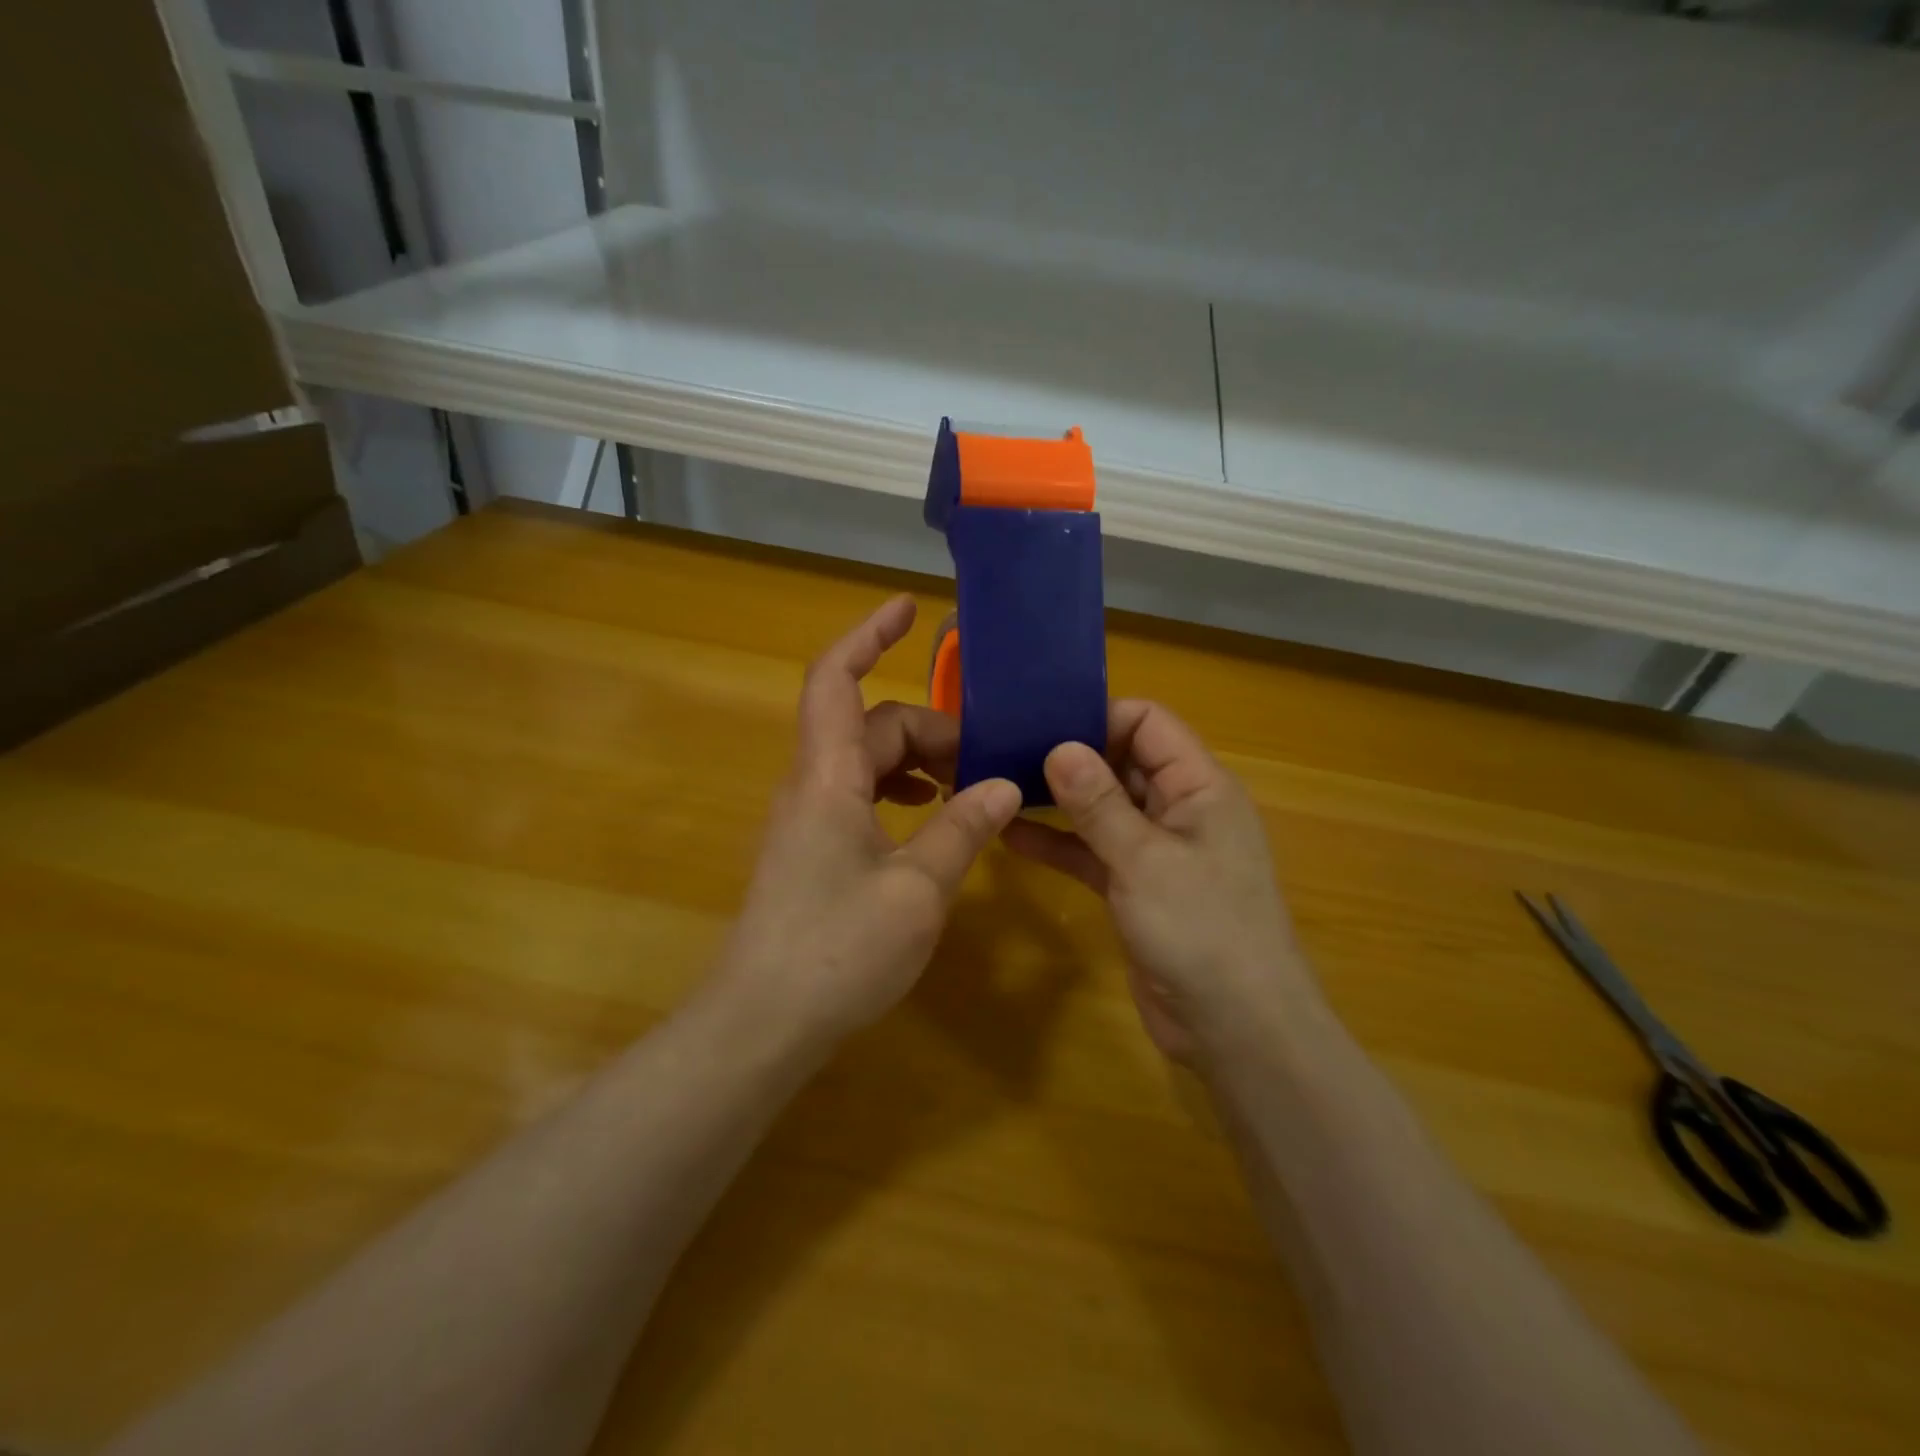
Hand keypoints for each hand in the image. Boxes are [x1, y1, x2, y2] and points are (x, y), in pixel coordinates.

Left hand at [718, 596, 1022, 1041]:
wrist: (760, 1024)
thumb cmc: (837, 951)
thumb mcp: (918, 889)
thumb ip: (962, 829)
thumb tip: (1005, 786)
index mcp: (828, 777)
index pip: (836, 680)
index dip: (868, 636)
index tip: (908, 609)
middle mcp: (811, 785)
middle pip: (871, 726)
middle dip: (931, 730)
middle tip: (990, 762)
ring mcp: (808, 819)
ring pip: (867, 762)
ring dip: (917, 763)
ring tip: (968, 788)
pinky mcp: (812, 850)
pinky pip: (860, 796)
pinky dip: (900, 793)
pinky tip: (932, 820)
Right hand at [1004, 700, 1313, 1062]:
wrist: (1238, 1030)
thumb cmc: (1202, 930)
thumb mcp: (1144, 859)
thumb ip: (1099, 803)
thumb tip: (1059, 746)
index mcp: (1199, 786)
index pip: (1148, 723)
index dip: (1099, 716)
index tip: (1042, 724)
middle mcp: (1180, 809)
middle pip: (1122, 761)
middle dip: (1070, 756)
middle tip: (1007, 751)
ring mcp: (1158, 851)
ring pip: (1103, 809)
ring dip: (1059, 800)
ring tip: (1000, 787)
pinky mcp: (1137, 888)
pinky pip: (1094, 852)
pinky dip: (1060, 844)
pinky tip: (1012, 837)